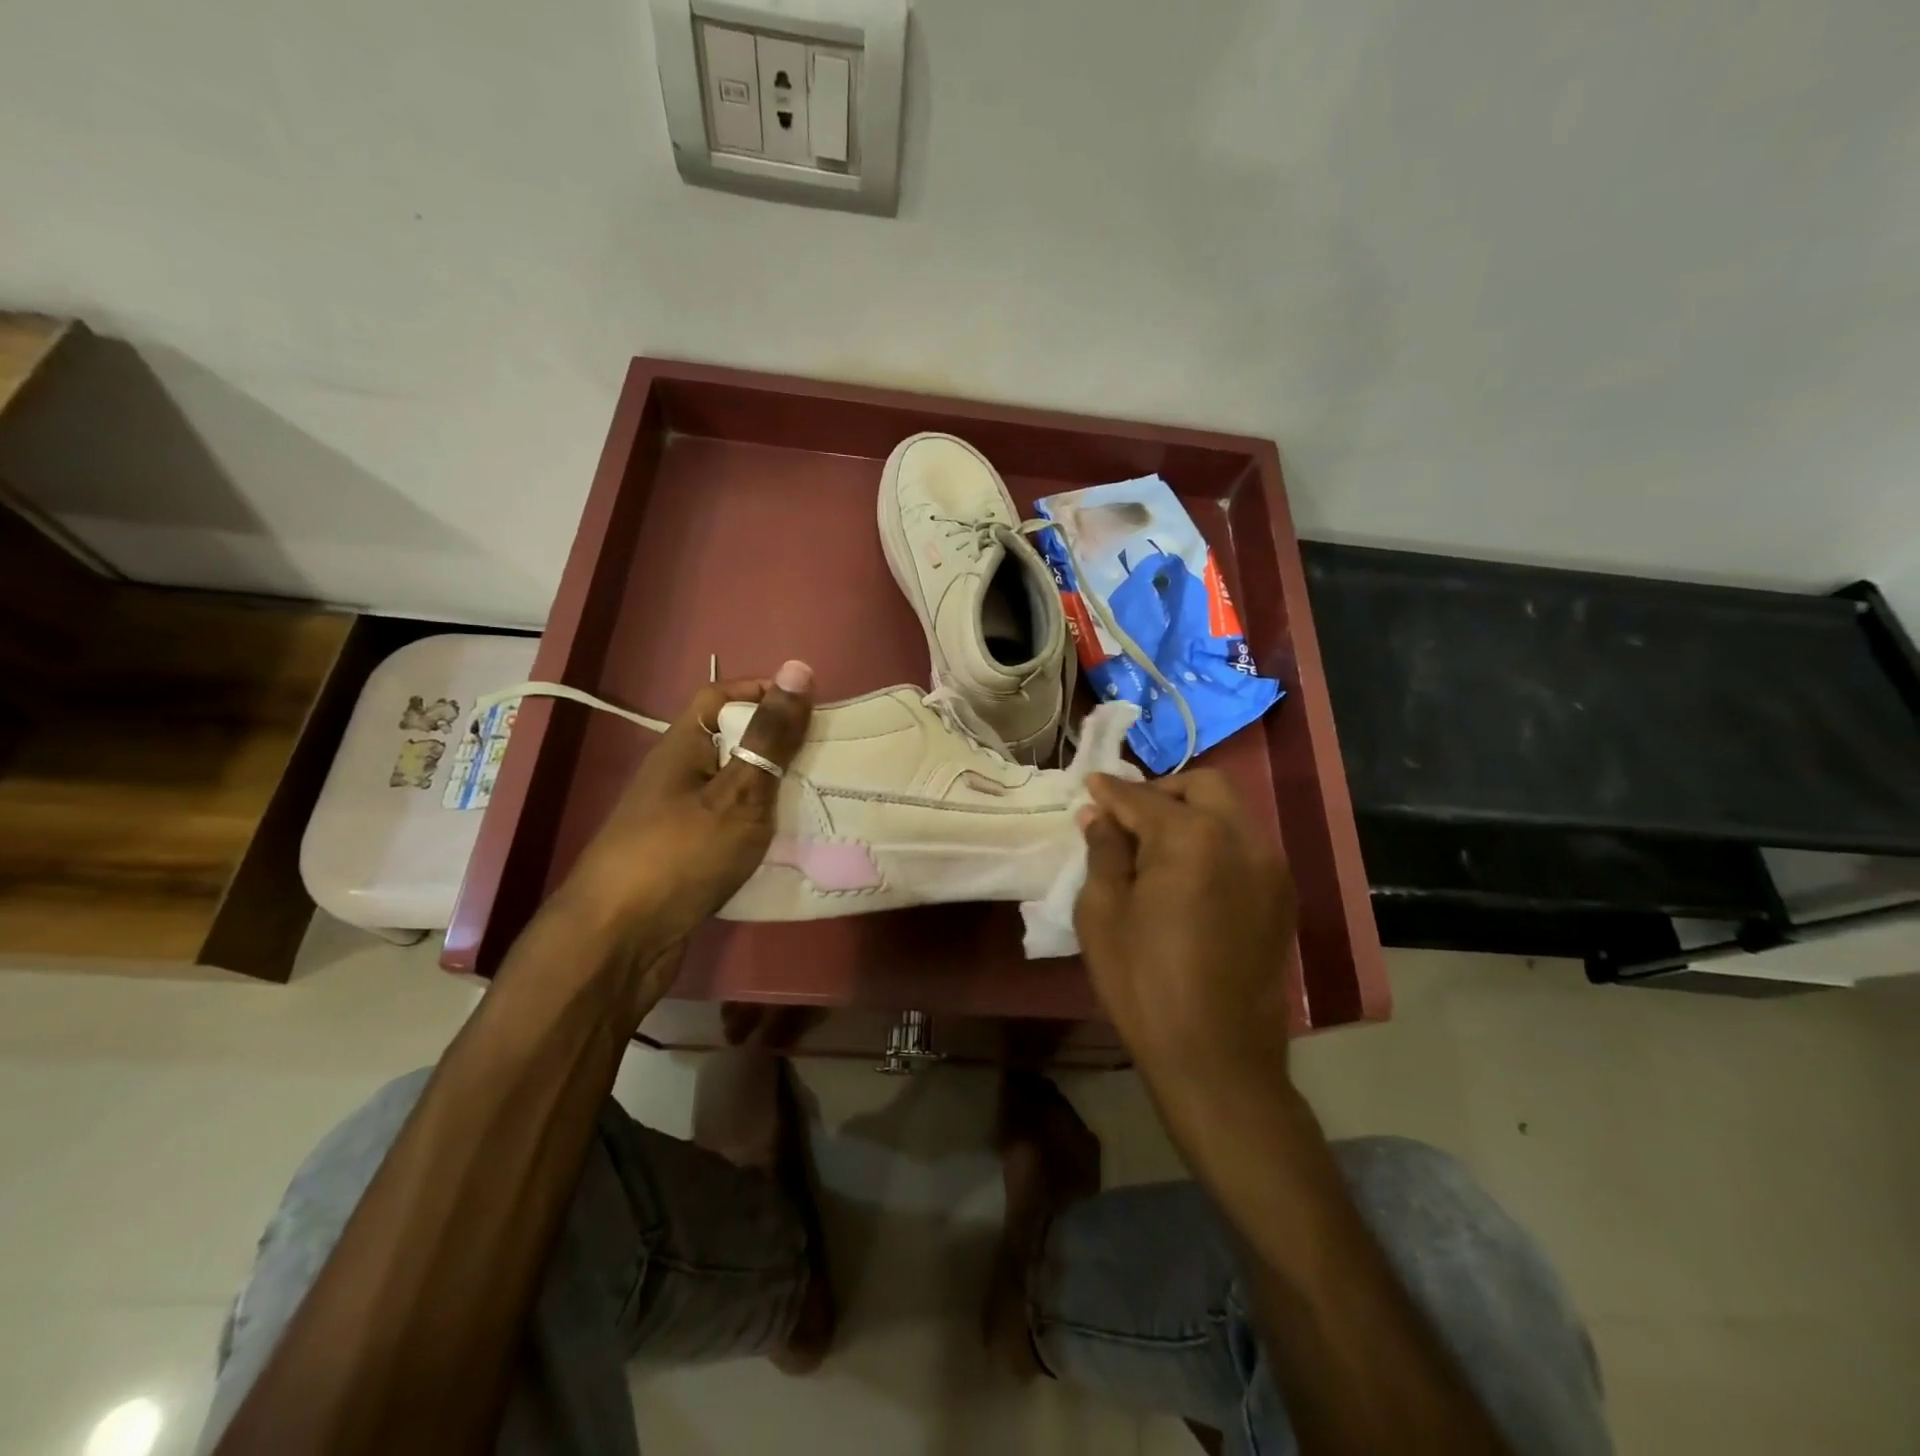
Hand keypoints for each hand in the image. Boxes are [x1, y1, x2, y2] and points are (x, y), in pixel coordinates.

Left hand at [561, 660, 813, 997]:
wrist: (619, 941)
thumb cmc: (680, 854)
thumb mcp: (738, 791)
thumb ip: (771, 735)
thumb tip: (799, 667)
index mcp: (684, 745)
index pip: (723, 695)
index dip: (766, 692)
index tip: (813, 709)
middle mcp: (679, 774)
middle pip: (733, 741)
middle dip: (780, 745)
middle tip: (830, 756)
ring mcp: (680, 817)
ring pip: (736, 786)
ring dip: (775, 788)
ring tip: (822, 795)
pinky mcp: (687, 855)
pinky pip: (733, 824)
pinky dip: (761, 825)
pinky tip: (792, 840)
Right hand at [1075, 770, 1297, 1105]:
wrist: (1216, 1058)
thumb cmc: (1144, 983)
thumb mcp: (1103, 914)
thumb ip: (1104, 852)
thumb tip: (1099, 815)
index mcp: (1193, 837)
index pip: (1144, 798)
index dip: (1111, 791)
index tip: (1090, 784)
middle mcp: (1243, 838)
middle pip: (1204, 785)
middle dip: (1162, 791)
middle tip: (1128, 816)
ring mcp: (1271, 867)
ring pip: (1230, 812)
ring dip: (1191, 813)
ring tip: (1155, 846)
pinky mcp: (1282, 897)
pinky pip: (1245, 845)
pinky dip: (1214, 841)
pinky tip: (1187, 874)